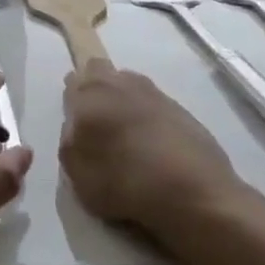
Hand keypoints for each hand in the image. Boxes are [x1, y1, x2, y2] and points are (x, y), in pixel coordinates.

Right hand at [59, 62, 244, 243]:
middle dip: (96, 89)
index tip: (77, 123)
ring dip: (123, 100)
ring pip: (128, 84)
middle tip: (98, 124)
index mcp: (90, 95)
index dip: (73, 100)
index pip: (73, 80)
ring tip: (127, 135)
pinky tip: (153, 143)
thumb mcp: (77, 174)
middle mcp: (120, 84)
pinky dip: (148, 115)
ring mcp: (153, 92)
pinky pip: (153, 102)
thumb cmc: (125, 183)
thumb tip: (76, 125)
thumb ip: (70, 141)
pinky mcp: (180, 107)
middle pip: (100, 71)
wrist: (194, 192)